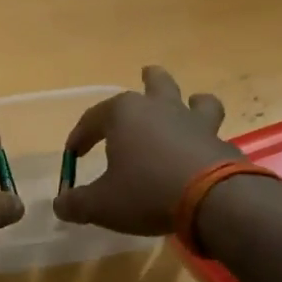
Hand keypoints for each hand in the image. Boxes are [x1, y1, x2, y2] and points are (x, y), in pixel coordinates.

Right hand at [53, 67, 241, 234]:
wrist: (212, 201)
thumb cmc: (146, 192)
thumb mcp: (101, 204)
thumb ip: (77, 203)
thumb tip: (60, 205)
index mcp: (125, 115)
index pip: (93, 118)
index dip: (80, 135)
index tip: (73, 154)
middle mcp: (161, 109)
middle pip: (156, 84)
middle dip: (149, 80)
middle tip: (146, 75)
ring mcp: (196, 124)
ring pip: (197, 100)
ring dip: (191, 101)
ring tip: (190, 104)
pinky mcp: (221, 144)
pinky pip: (213, 135)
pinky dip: (206, 141)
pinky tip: (202, 154)